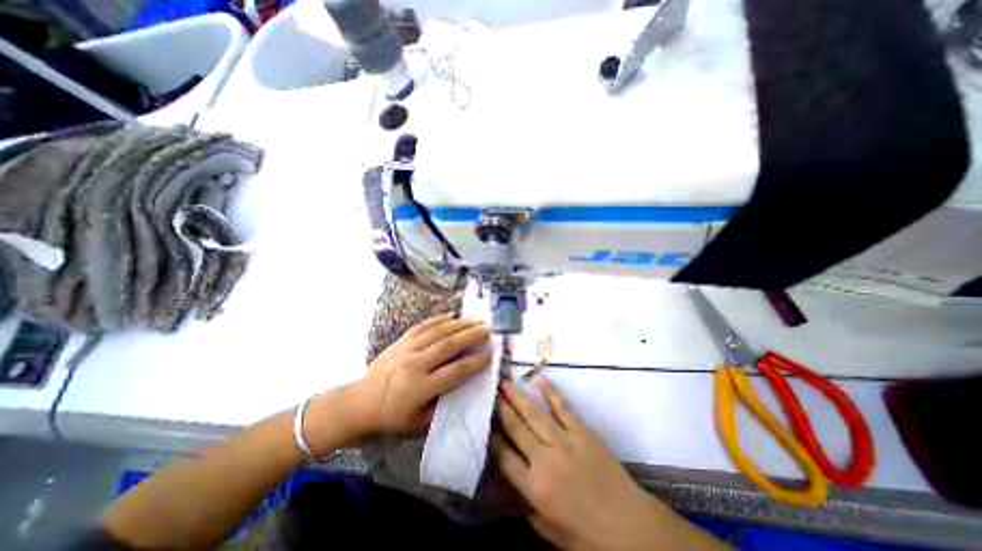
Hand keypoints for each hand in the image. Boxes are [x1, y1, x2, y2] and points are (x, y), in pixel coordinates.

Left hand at [327, 313, 489, 442]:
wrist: (359, 403)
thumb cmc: (392, 418)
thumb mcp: (419, 423)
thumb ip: (443, 406)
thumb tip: (464, 386)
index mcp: (420, 387)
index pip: (454, 371)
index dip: (474, 362)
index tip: (489, 355)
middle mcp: (415, 364)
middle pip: (448, 345)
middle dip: (471, 335)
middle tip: (487, 329)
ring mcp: (406, 349)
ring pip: (437, 332)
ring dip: (459, 324)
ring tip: (475, 319)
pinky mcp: (400, 341)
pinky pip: (422, 325)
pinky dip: (438, 319)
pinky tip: (451, 315)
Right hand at [496, 378, 671, 550]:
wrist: (629, 525)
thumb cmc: (587, 534)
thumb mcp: (550, 531)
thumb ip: (527, 505)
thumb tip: (511, 482)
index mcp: (534, 487)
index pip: (504, 456)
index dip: (492, 436)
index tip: (485, 421)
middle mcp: (545, 459)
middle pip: (516, 428)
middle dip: (501, 409)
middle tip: (490, 392)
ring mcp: (565, 441)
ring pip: (534, 414)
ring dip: (518, 396)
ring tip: (505, 382)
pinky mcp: (582, 431)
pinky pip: (563, 407)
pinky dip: (552, 392)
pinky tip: (540, 379)